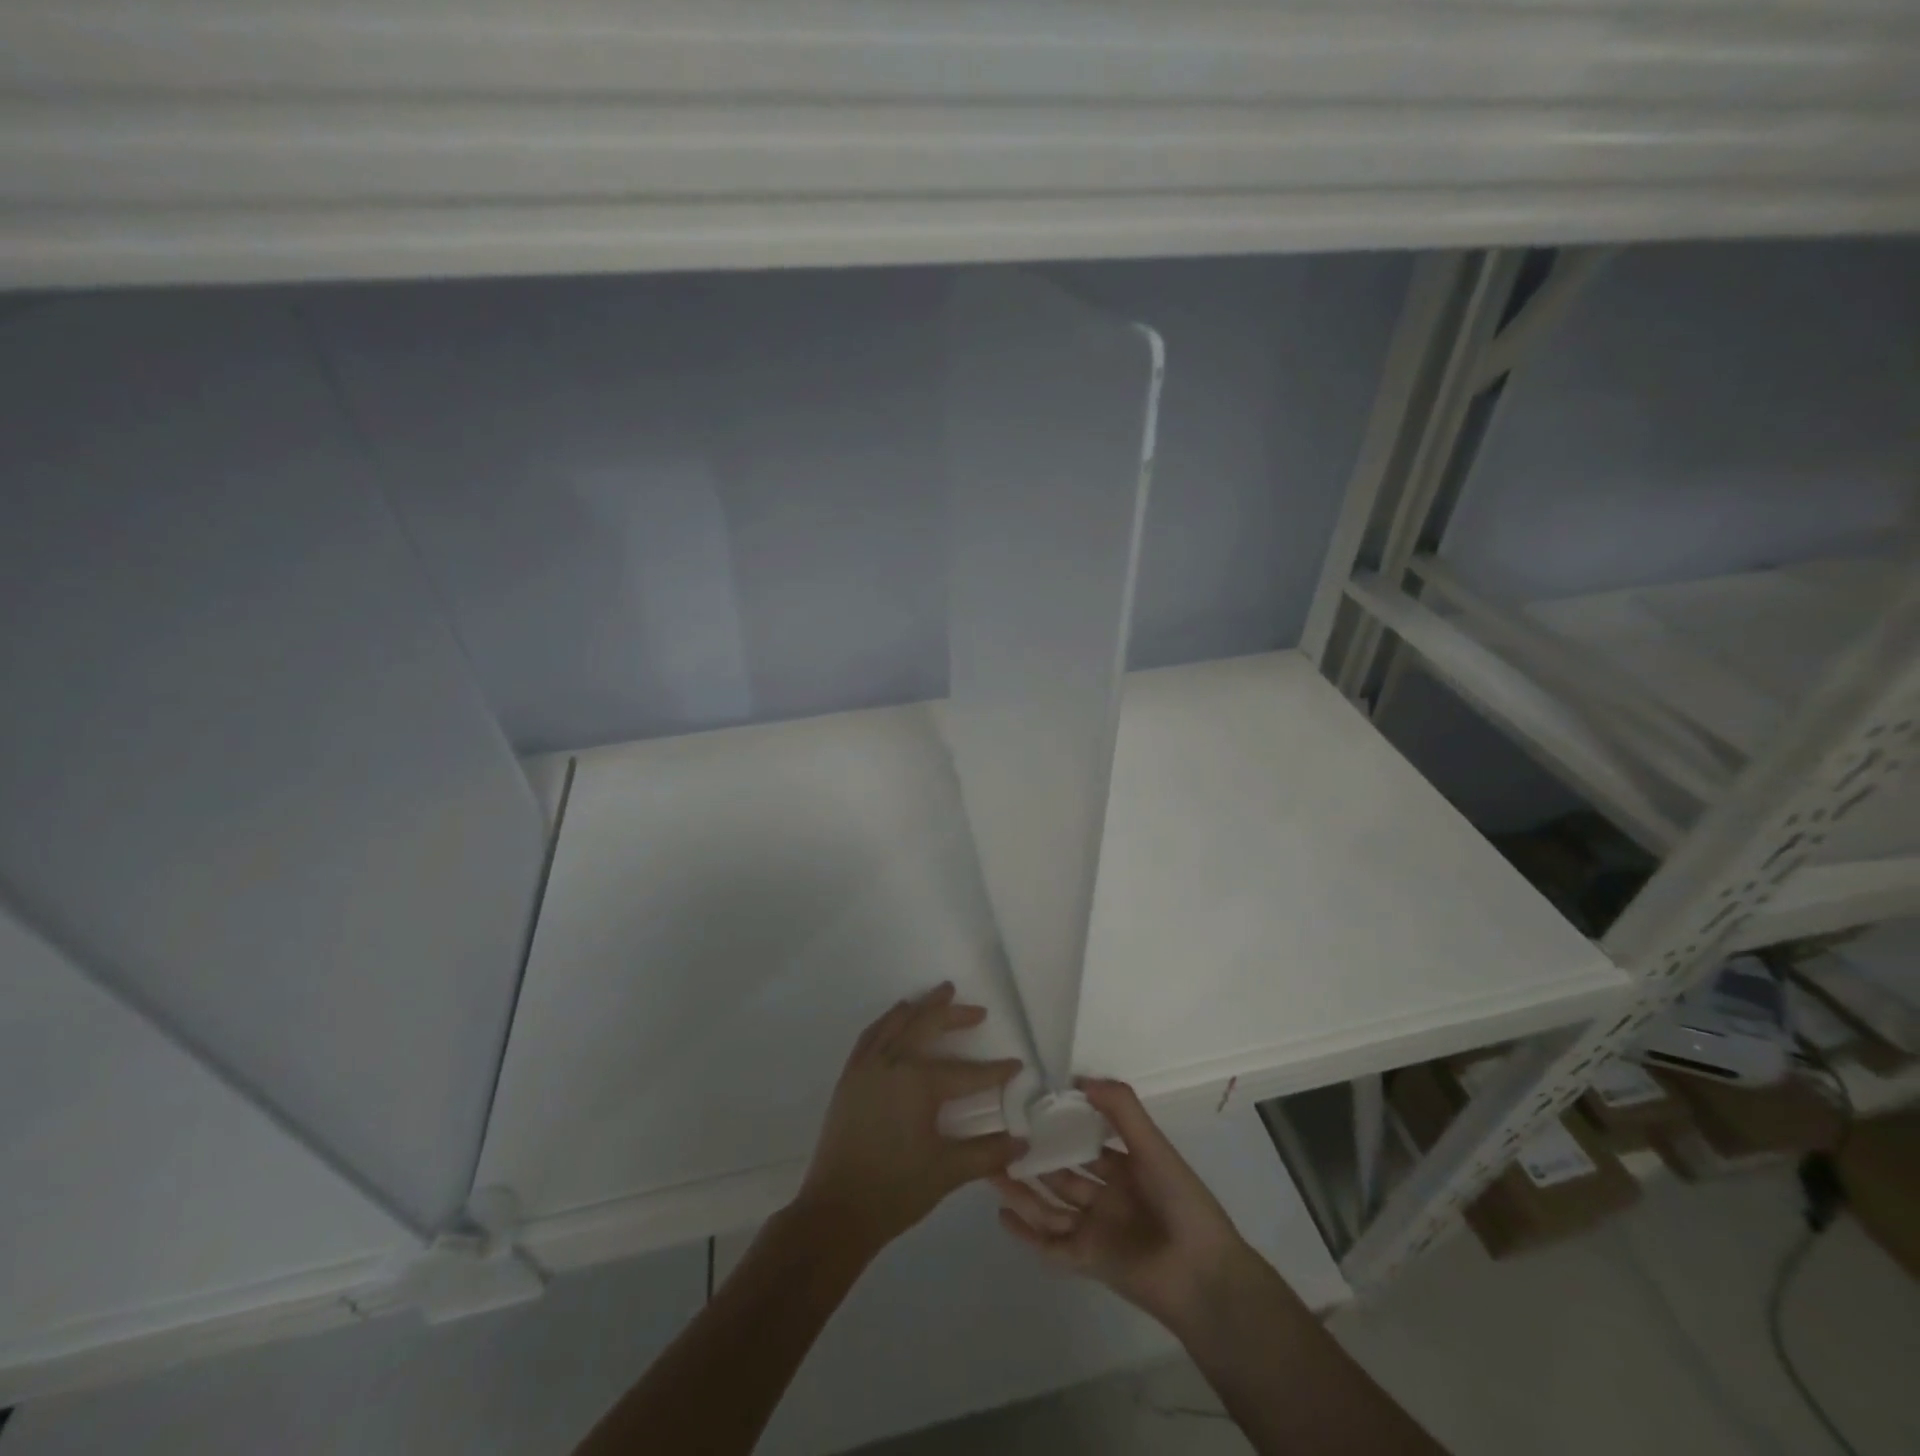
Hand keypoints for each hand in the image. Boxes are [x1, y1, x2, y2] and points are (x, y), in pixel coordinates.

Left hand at [795, 982, 1026, 1257]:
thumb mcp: (947, 1172)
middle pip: (928, 1025)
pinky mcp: (850, 1076)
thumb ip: (988, 1153)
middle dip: (955, 1015)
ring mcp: (867, 1066)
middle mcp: (892, 1062)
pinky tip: (897, 1021)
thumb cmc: (895, 1191)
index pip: (967, 1072)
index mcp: (919, 1083)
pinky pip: (872, 1034)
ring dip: (921, 1007)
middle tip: (978, 1011)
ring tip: (938, 997)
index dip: (995, 1071)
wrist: (836, 1211)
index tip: (1017, 1064)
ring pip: (897, 1021)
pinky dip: (888, 1020)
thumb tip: (1024, 1142)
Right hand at [993, 1077, 1257, 1334]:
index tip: (1031, 1105)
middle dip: (1035, 1155)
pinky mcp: (1087, 1259)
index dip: (1062, 1124)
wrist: (1203, 1277)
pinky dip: (1026, 1230)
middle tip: (1000, 1135)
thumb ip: (1121, 1109)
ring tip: (989, 1167)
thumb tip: (1078, 1078)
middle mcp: (1108, 1196)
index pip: (1088, 1141)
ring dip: (1023, 1188)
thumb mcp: (1153, 1146)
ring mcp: (1096, 1229)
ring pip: (1050, 1204)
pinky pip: (1049, 1244)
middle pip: (1063, 1173)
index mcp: (1127, 1168)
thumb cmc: (1182, 1203)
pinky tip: (1001, 1211)